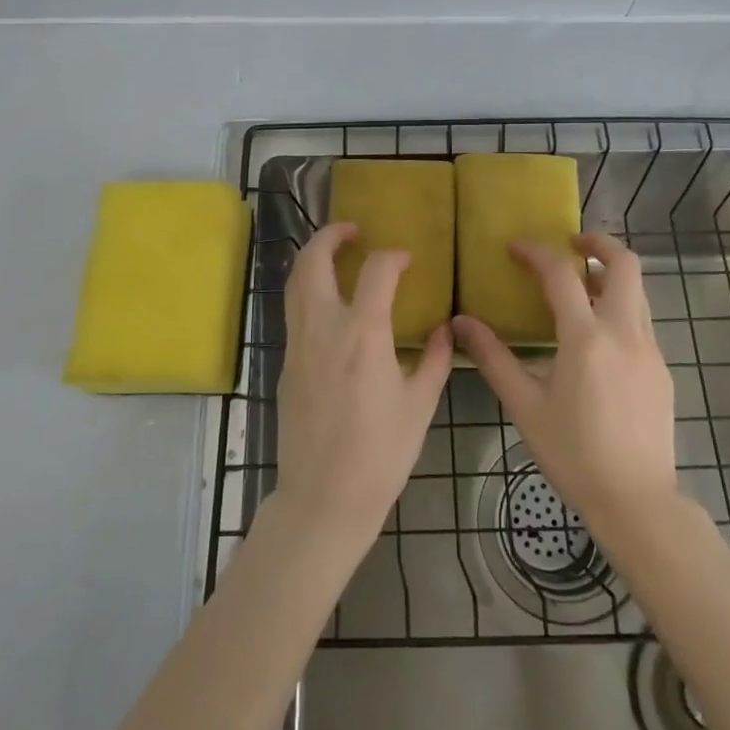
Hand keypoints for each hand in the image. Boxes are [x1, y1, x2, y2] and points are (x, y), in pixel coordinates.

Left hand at [275, 223, 452, 556]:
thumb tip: (444, 330)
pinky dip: (307, 289)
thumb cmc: (379, 455)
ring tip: (335, 253)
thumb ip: (433, 360)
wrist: (322, 499)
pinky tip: (328, 302)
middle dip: (330, 235)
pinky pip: (293, 310)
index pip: (376, 271)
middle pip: (313, 261)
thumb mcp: (419, 406)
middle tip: (352, 230)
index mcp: (363, 335)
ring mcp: (298, 344)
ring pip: (294, 282)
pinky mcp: (285, 363)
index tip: (407, 259)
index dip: (393, 257)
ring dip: (312, 257)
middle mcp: (323, 328)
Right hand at [454, 233, 678, 529]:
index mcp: (586, 338)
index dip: (536, 252)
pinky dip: (620, 308)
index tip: (515, 246)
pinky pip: (642, 321)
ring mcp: (650, 350)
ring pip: (638, 291)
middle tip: (571, 242)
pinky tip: (598, 337)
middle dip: (599, 242)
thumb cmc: (573, 454)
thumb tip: (461, 323)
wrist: (636, 501)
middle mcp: (624, 333)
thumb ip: (493, 358)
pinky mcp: (662, 369)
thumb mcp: (524, 405)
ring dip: (611, 275)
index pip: (561, 274)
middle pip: (625, 264)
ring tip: (581, 285)